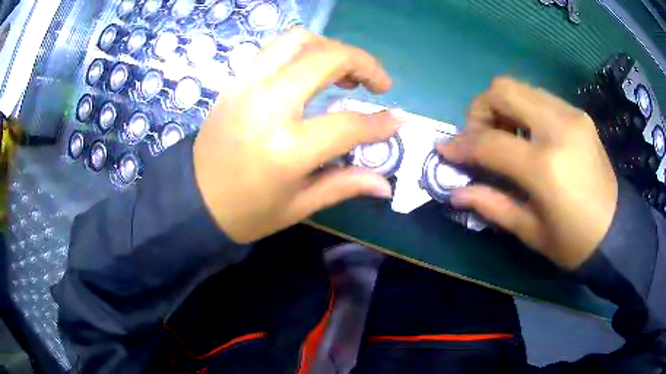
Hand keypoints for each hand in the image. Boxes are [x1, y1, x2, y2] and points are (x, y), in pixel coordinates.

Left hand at [193, 29, 399, 242]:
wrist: (191, 200)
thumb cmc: (244, 212)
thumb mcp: (297, 206)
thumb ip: (345, 184)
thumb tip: (386, 183)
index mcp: (286, 148)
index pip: (348, 123)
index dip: (380, 123)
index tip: (397, 121)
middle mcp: (266, 105)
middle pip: (326, 57)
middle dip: (363, 62)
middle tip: (378, 83)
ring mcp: (246, 86)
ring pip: (298, 40)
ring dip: (331, 48)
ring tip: (346, 72)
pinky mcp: (235, 81)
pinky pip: (274, 49)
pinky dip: (302, 51)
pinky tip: (311, 72)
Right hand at [438, 77, 617, 269]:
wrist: (617, 231)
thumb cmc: (574, 243)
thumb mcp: (531, 232)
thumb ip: (492, 204)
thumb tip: (455, 191)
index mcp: (545, 166)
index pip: (489, 141)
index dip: (461, 144)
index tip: (445, 151)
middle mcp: (558, 128)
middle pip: (502, 89)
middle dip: (480, 110)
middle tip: (480, 139)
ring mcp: (571, 115)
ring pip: (520, 87)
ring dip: (502, 107)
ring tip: (505, 138)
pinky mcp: (579, 115)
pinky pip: (539, 97)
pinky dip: (524, 110)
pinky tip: (528, 137)